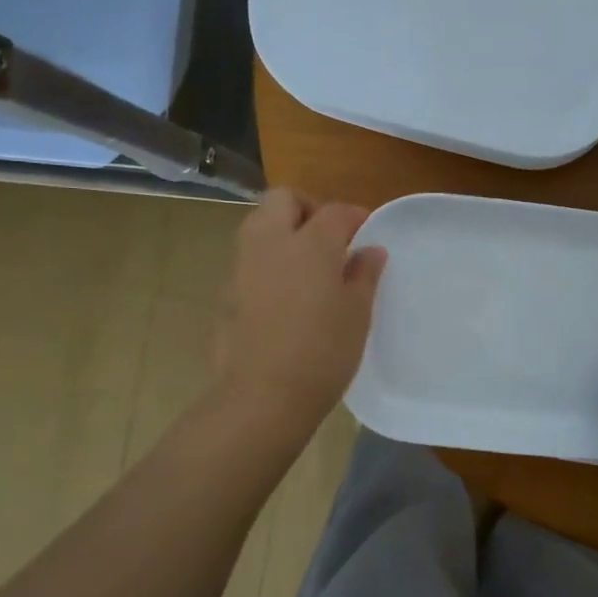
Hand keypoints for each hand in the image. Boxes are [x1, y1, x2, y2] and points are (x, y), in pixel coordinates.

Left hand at [213, 188, 386, 432]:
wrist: (263, 396)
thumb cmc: (323, 352)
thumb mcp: (357, 313)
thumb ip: (364, 274)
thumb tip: (370, 251)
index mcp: (310, 244)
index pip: (335, 212)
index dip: (355, 217)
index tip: (368, 233)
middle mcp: (271, 243)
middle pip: (284, 200)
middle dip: (308, 209)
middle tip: (331, 239)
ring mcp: (243, 266)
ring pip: (260, 225)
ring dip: (284, 231)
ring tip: (309, 265)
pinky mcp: (227, 292)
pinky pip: (250, 258)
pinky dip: (270, 261)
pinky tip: (288, 294)